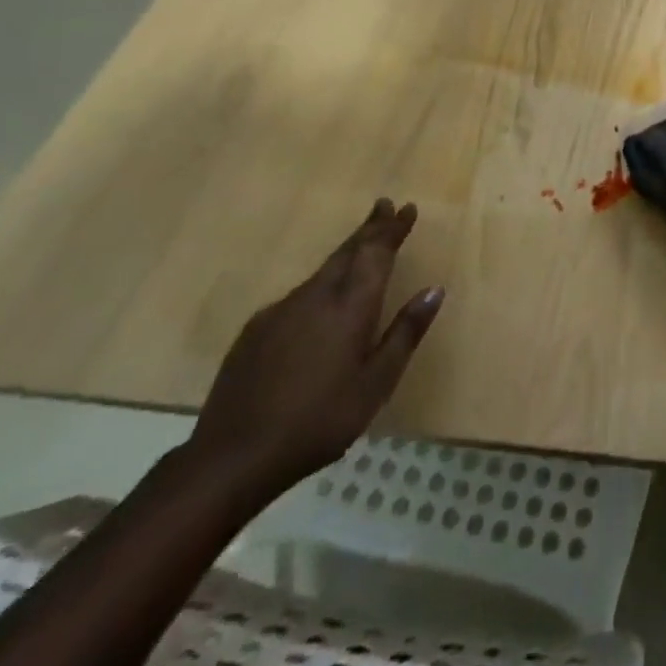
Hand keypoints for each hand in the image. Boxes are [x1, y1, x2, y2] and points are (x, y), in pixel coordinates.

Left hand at [188, 199, 444, 498]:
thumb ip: (406, 332)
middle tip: (384, 207)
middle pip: (347, 251)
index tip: (406, 208)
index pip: (376, 252)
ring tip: (360, 248)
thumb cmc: (319, 421)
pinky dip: (319, 284)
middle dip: (369, 228)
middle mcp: (316, 296)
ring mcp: (280, 311)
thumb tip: (434, 290)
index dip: (392, 228)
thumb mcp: (376, 383)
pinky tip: (319, 303)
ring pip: (322, 271)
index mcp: (350, 306)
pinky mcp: (255, 331)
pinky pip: (298, 295)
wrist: (231, 458)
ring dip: (345, 254)